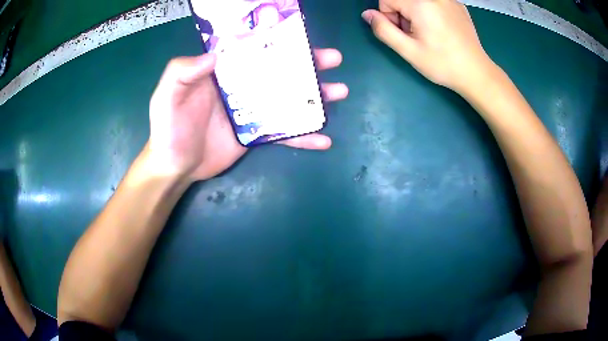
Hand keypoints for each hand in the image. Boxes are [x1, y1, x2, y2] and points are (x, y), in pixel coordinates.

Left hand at [147, 49, 347, 181]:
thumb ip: (183, 71)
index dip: (276, 40)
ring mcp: (252, 111)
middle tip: (332, 59)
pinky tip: (324, 139)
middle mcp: (241, 87)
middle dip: (307, 64)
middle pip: (279, 71)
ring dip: (314, 96)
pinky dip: (303, 137)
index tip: (300, 35)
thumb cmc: (168, 128)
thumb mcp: (167, 95)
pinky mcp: (257, 134)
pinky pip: (284, 134)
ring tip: (339, 91)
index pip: (253, 49)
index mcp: (223, 72)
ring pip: (288, 99)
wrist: (175, 166)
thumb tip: (214, 54)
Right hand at [362, 0, 494, 93]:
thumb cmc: (442, 64)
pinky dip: (430, 12)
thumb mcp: (408, 51)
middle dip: (402, 14)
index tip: (402, 33)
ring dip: (416, 13)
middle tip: (416, 35)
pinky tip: (441, 29)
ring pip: (418, 0)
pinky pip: (434, 2)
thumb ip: (383, 29)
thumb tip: (367, 14)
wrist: (477, 73)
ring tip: (430, 33)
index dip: (388, 16)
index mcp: (420, 4)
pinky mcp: (458, 5)